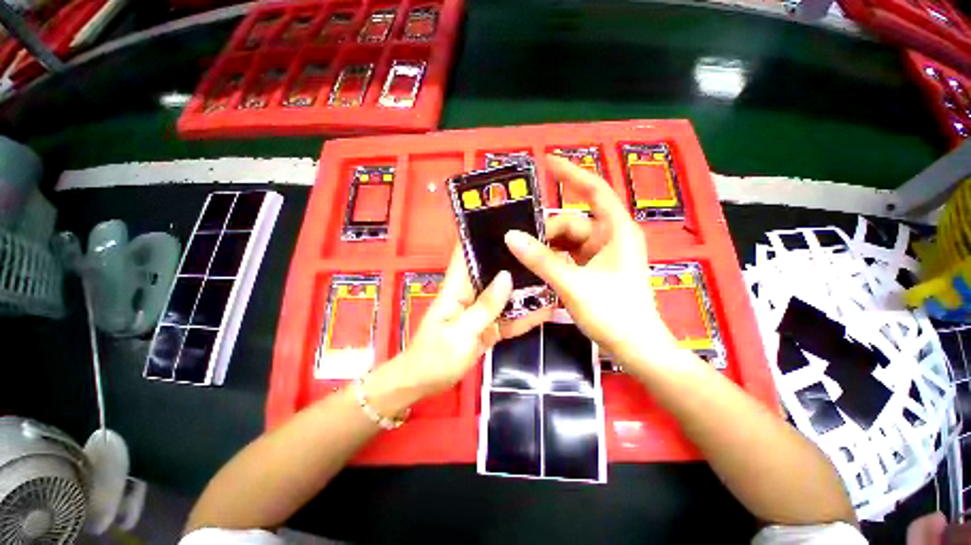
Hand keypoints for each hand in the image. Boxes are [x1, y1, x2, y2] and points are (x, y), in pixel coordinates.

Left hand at [378, 249, 552, 400]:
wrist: (425, 384)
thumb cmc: (435, 356)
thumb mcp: (461, 331)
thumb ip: (485, 306)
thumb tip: (507, 276)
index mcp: (456, 287)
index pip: (466, 254)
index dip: (481, 237)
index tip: (505, 224)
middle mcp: (470, 294)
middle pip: (492, 272)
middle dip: (513, 261)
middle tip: (542, 249)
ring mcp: (481, 311)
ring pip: (504, 295)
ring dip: (524, 288)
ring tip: (551, 275)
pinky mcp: (488, 327)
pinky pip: (508, 318)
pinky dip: (524, 316)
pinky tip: (545, 309)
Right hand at [504, 154, 678, 367]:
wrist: (635, 347)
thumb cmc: (613, 312)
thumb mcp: (572, 283)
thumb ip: (541, 259)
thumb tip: (510, 236)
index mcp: (616, 231)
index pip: (595, 190)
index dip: (572, 174)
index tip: (547, 163)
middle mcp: (610, 237)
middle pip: (572, 222)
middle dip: (546, 231)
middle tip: (518, 242)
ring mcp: (602, 255)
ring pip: (567, 241)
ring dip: (546, 247)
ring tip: (522, 255)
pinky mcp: (594, 270)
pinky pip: (568, 256)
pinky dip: (552, 259)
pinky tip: (535, 266)